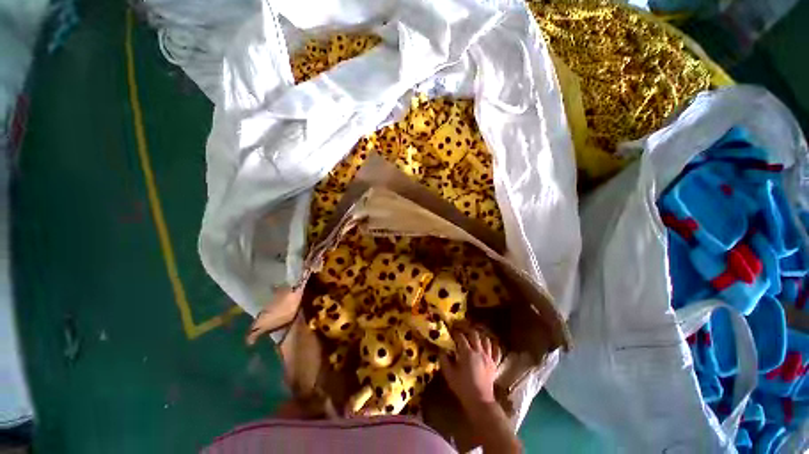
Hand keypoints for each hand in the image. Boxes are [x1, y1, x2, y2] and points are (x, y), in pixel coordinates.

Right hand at [440, 328, 501, 411]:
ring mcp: (488, 357)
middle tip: (462, 331)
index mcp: (467, 353)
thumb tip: (441, 349)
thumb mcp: (449, 374)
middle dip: (467, 330)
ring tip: (474, 337)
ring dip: (480, 337)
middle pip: (474, 334)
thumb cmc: (462, 387)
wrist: (480, 401)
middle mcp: (478, 351)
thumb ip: (444, 359)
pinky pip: (496, 351)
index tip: (451, 331)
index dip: (455, 333)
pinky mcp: (495, 364)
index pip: (460, 337)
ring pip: (486, 340)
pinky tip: (489, 345)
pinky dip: (493, 346)